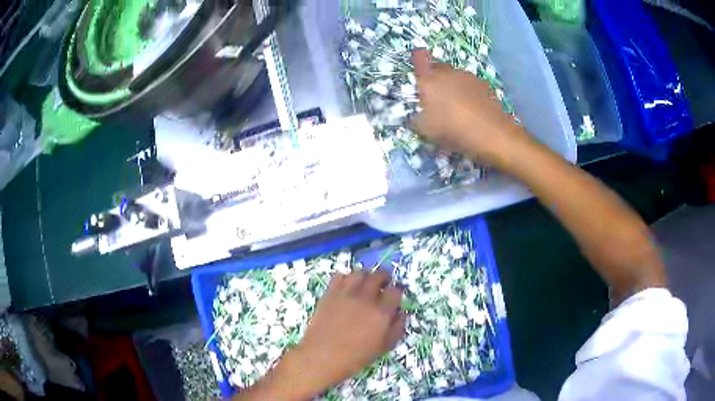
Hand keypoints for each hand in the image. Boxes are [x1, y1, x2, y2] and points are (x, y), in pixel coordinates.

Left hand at [295, 270, 405, 391]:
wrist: (322, 356)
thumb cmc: (355, 357)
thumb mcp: (383, 347)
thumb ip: (396, 328)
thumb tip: (401, 312)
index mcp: (381, 313)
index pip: (395, 291)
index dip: (396, 292)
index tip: (394, 297)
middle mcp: (365, 299)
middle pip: (378, 276)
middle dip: (384, 278)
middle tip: (383, 284)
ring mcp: (346, 294)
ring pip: (359, 272)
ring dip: (365, 276)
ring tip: (364, 284)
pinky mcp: (330, 293)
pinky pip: (339, 276)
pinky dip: (346, 278)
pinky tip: (346, 288)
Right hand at [410, 49, 529, 166]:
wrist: (491, 134)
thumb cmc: (452, 129)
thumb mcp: (426, 130)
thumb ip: (416, 120)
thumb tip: (415, 117)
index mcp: (429, 79)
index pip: (420, 59)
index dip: (417, 57)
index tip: (417, 56)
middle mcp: (448, 72)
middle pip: (438, 67)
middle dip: (434, 76)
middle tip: (435, 95)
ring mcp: (469, 77)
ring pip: (455, 76)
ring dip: (453, 85)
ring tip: (455, 105)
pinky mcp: (485, 85)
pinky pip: (470, 85)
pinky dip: (468, 92)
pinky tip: (471, 109)